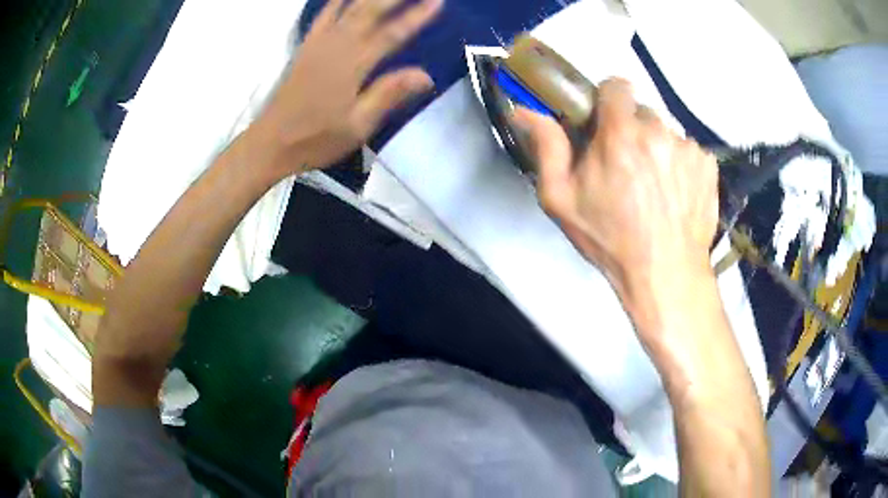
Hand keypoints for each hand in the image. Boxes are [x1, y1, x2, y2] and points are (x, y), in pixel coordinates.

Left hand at [253, 0, 442, 176]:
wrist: (271, 142)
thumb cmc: (316, 139)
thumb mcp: (358, 126)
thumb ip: (388, 95)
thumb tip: (425, 75)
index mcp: (353, 65)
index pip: (392, 33)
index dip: (416, 16)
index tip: (437, 1)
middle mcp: (336, 46)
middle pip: (369, 10)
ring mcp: (318, 43)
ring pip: (348, 7)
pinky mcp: (306, 46)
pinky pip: (323, 15)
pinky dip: (336, 1)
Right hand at [512, 78, 718, 300]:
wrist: (665, 274)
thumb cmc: (610, 239)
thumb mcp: (562, 200)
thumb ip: (546, 147)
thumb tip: (523, 110)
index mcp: (620, 133)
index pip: (617, 85)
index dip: (609, 100)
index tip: (606, 123)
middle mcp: (658, 130)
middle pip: (643, 111)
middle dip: (632, 130)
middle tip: (628, 166)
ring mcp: (688, 147)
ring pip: (667, 132)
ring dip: (658, 148)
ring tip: (654, 186)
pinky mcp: (708, 165)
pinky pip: (689, 150)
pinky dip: (681, 164)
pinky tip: (675, 193)